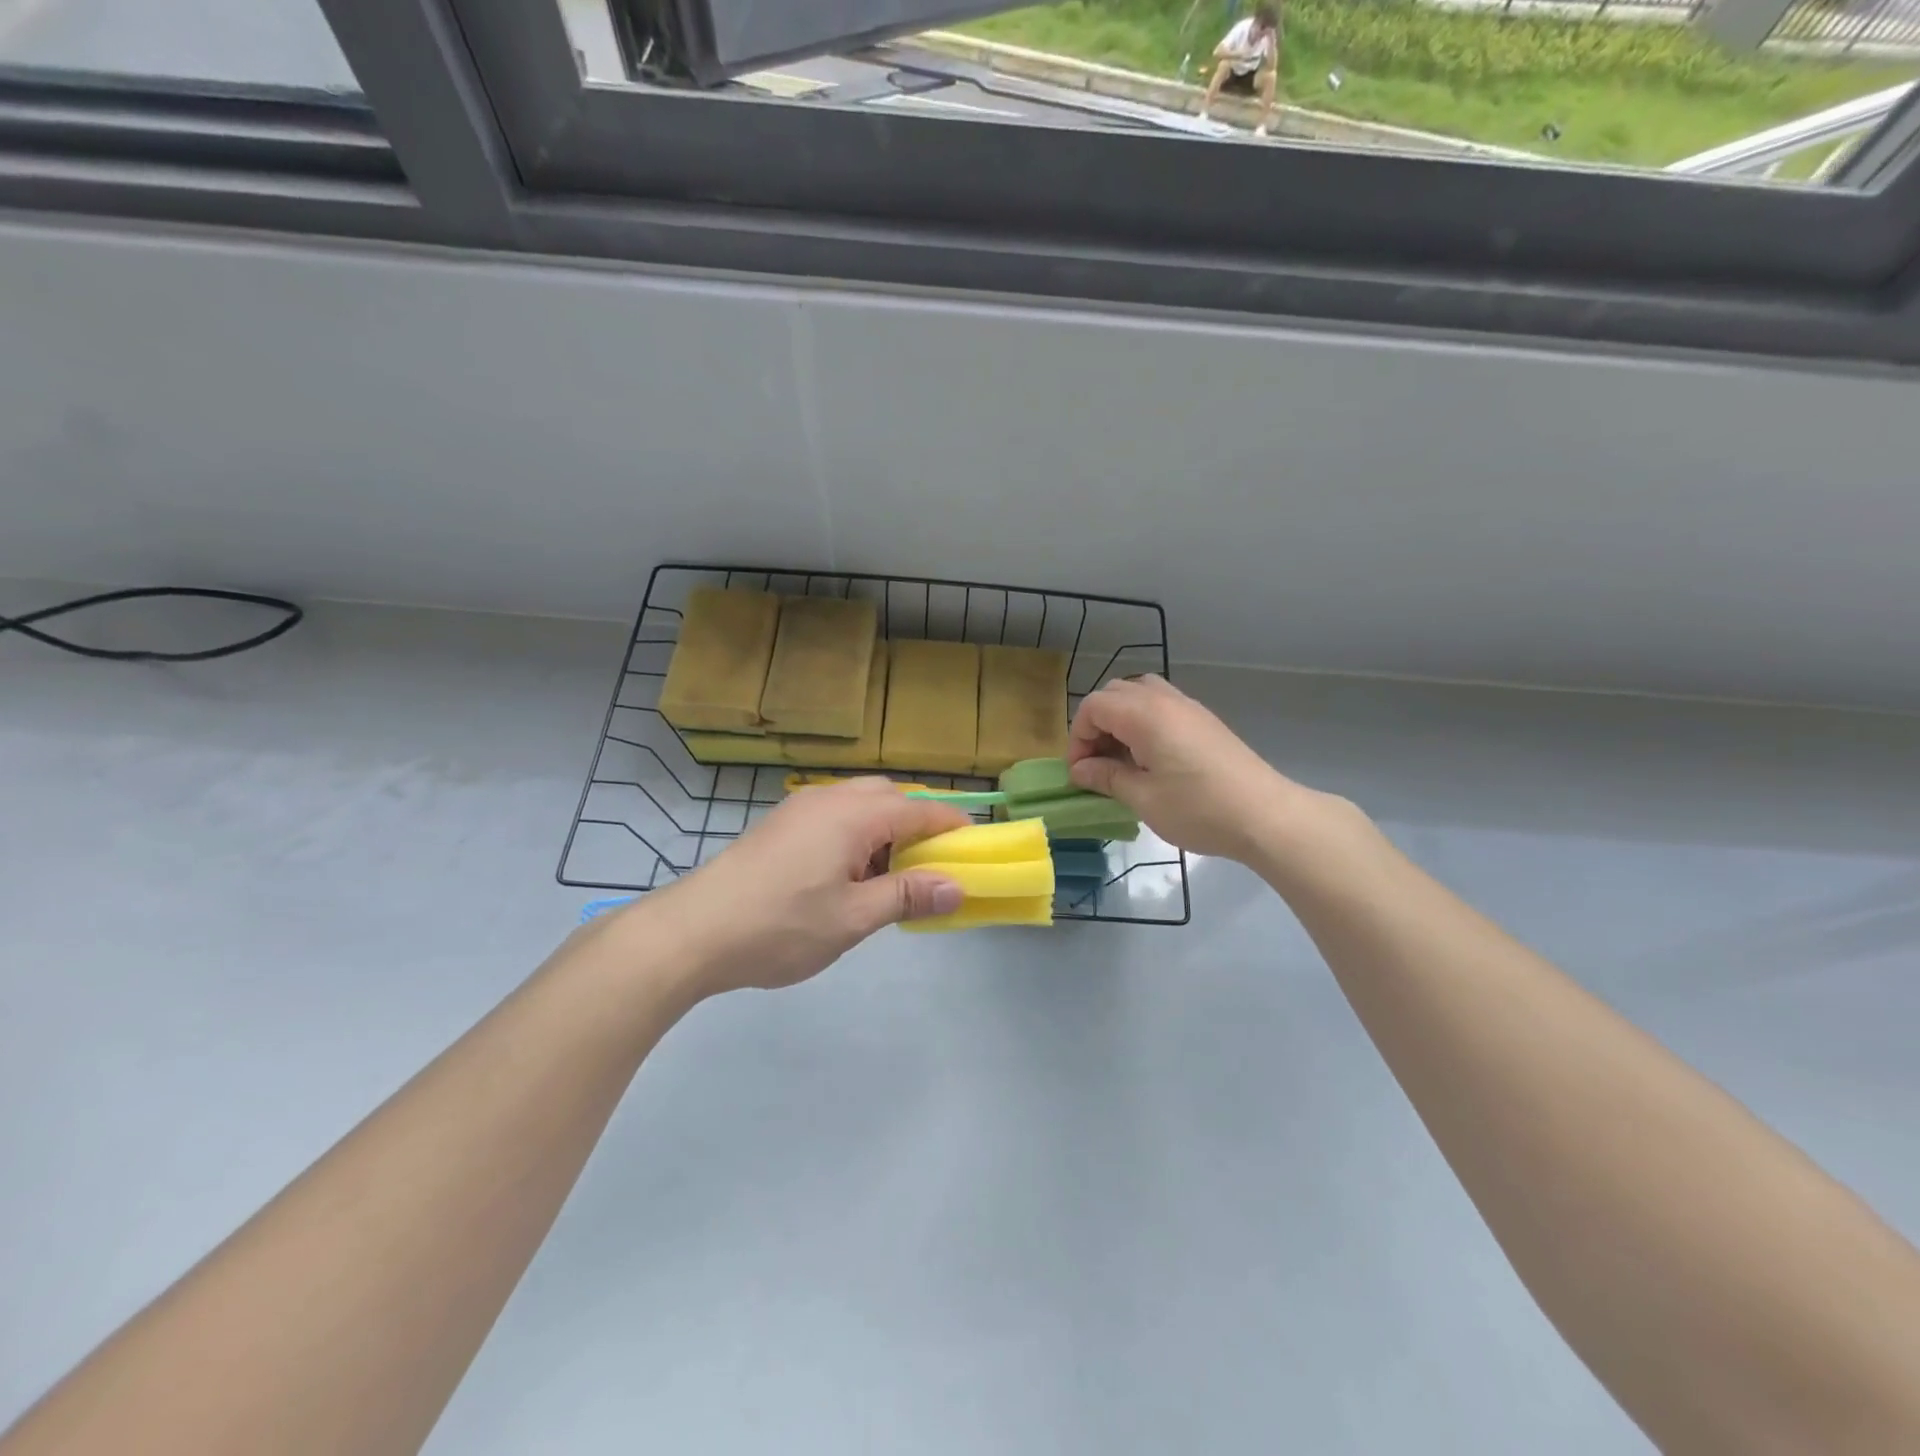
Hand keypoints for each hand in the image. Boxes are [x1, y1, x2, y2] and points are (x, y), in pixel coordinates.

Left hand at [625, 779, 970, 995]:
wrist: (693, 931)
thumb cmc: (781, 925)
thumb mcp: (853, 918)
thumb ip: (907, 895)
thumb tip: (956, 887)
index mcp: (852, 815)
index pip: (918, 809)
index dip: (951, 825)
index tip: (976, 846)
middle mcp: (828, 798)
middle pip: (889, 796)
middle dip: (918, 822)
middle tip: (933, 863)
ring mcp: (799, 809)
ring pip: (859, 804)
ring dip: (886, 829)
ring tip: (892, 875)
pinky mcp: (780, 825)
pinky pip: (834, 816)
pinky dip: (857, 834)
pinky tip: (850, 875)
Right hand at [1066, 675, 1305, 860]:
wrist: (1266, 816)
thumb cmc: (1198, 808)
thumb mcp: (1143, 798)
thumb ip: (1107, 777)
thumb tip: (1080, 771)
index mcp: (1145, 714)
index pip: (1094, 707)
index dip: (1078, 737)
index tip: (1080, 773)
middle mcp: (1165, 700)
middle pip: (1114, 694)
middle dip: (1096, 725)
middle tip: (1097, 764)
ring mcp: (1189, 707)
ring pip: (1140, 695)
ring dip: (1120, 721)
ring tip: (1122, 760)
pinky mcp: (1204, 721)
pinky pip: (1161, 707)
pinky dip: (1144, 724)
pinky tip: (1150, 760)